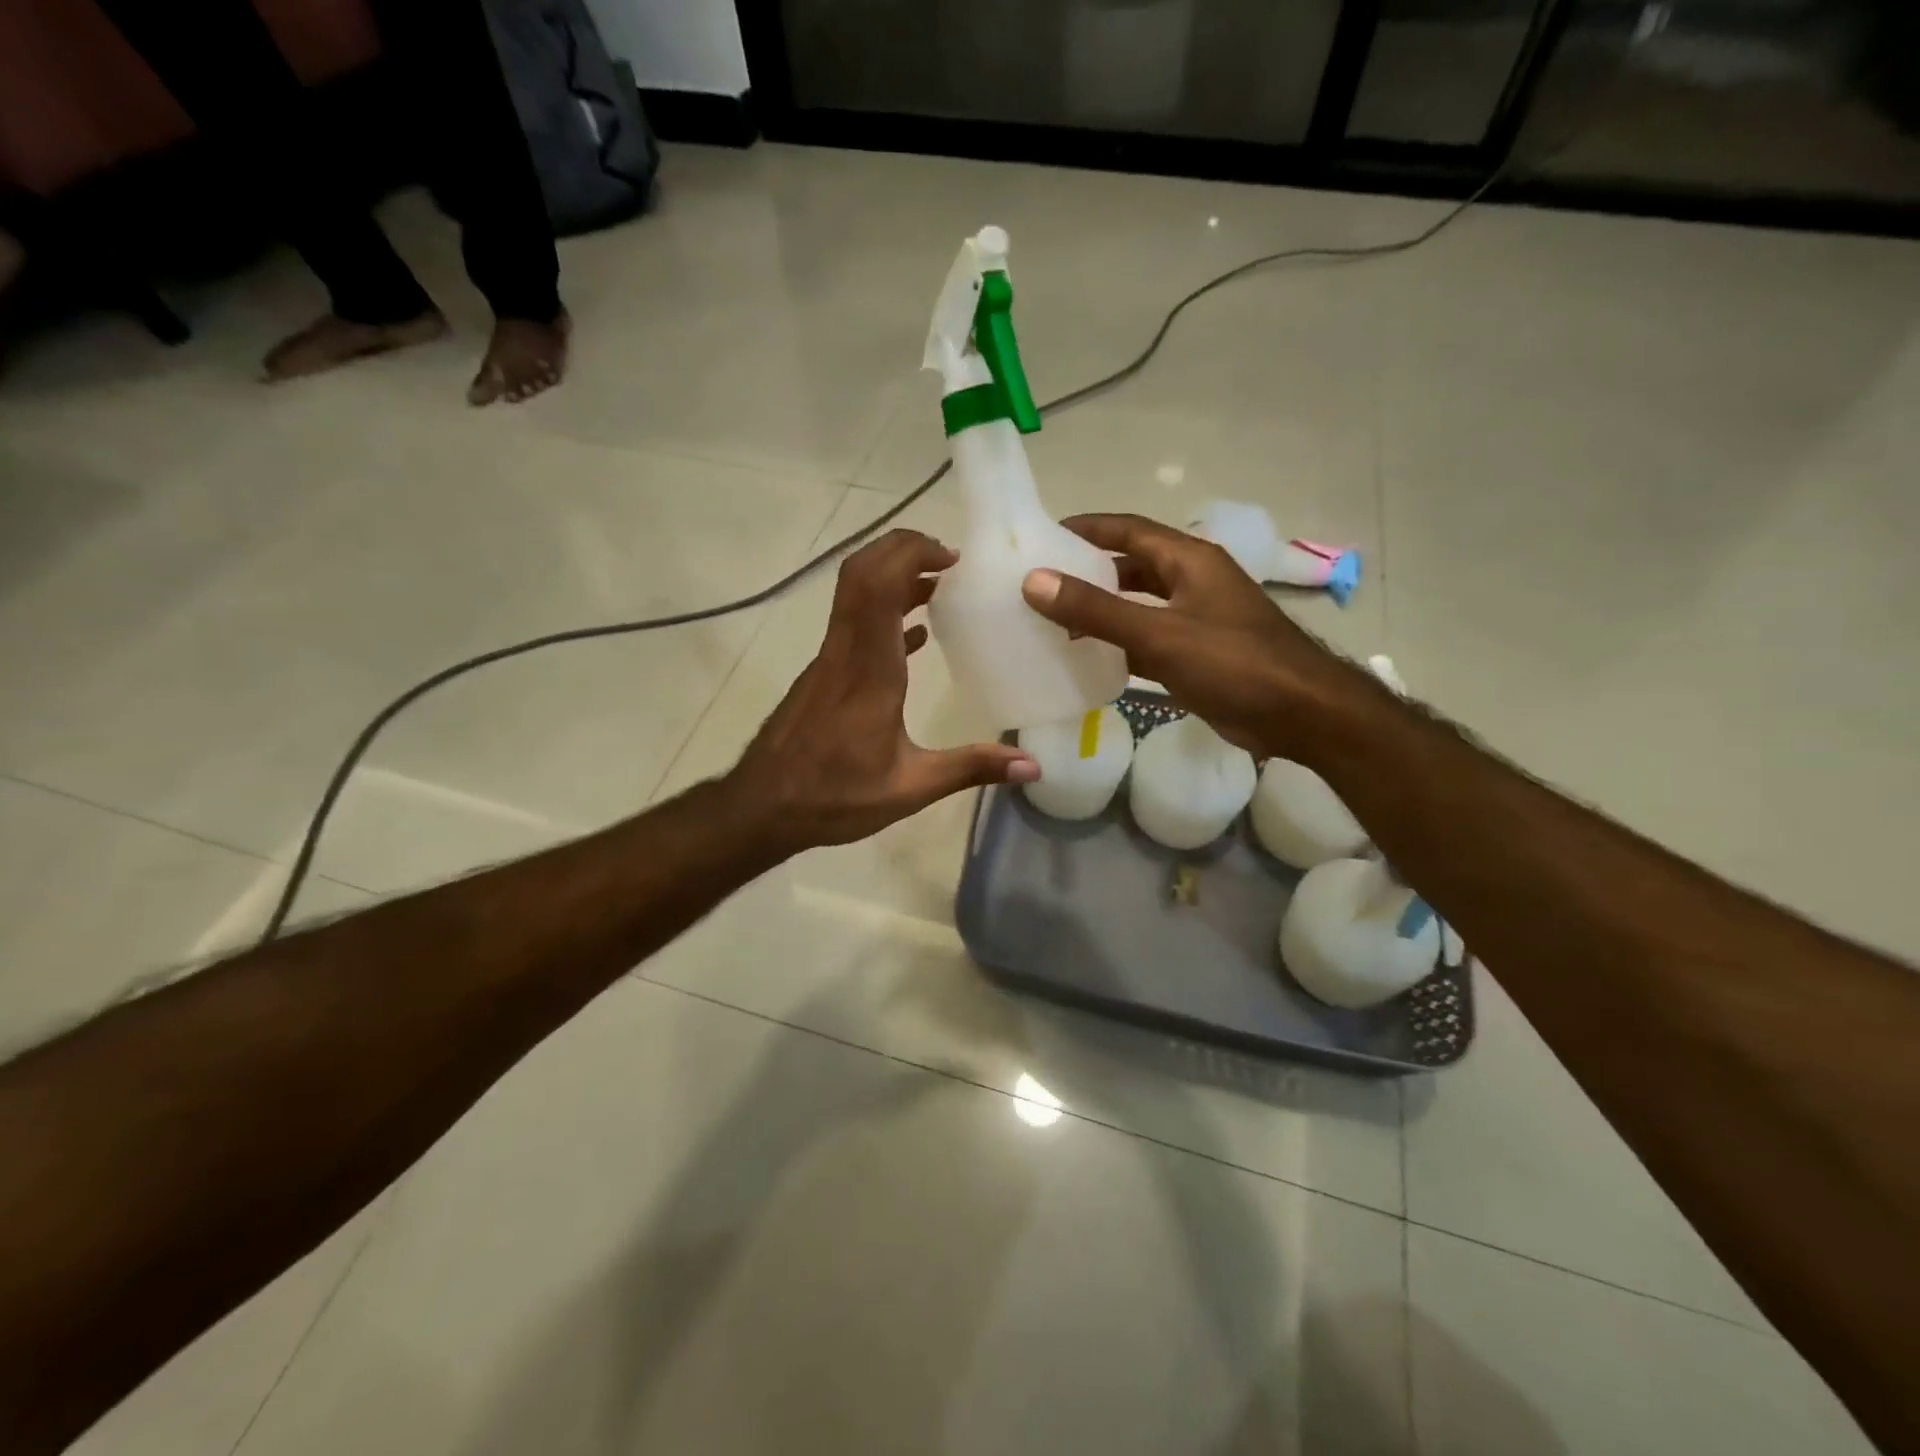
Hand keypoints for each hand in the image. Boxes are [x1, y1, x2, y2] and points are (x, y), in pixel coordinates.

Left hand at [730, 529, 1037, 851]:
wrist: (763, 807)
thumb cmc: (835, 796)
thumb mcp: (910, 788)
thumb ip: (969, 769)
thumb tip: (1032, 765)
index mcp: (869, 670)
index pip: (879, 587)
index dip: (911, 556)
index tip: (951, 558)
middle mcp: (845, 652)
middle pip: (861, 573)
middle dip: (901, 550)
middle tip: (948, 559)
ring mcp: (829, 660)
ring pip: (853, 595)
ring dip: (892, 578)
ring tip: (939, 586)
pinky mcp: (822, 674)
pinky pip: (852, 626)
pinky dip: (883, 614)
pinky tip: (914, 634)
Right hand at [1021, 513, 1365, 759]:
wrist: (1300, 714)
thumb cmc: (1233, 663)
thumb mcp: (1159, 633)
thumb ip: (1096, 609)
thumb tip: (1034, 580)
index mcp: (1189, 560)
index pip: (1128, 530)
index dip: (1087, 529)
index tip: (1044, 536)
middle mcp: (1192, 582)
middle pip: (1132, 567)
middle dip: (1089, 572)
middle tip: (1042, 584)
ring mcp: (1197, 619)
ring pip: (1139, 606)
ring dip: (1102, 611)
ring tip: (1055, 622)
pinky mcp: (1198, 655)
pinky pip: (1148, 640)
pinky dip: (1120, 645)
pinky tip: (1089, 659)